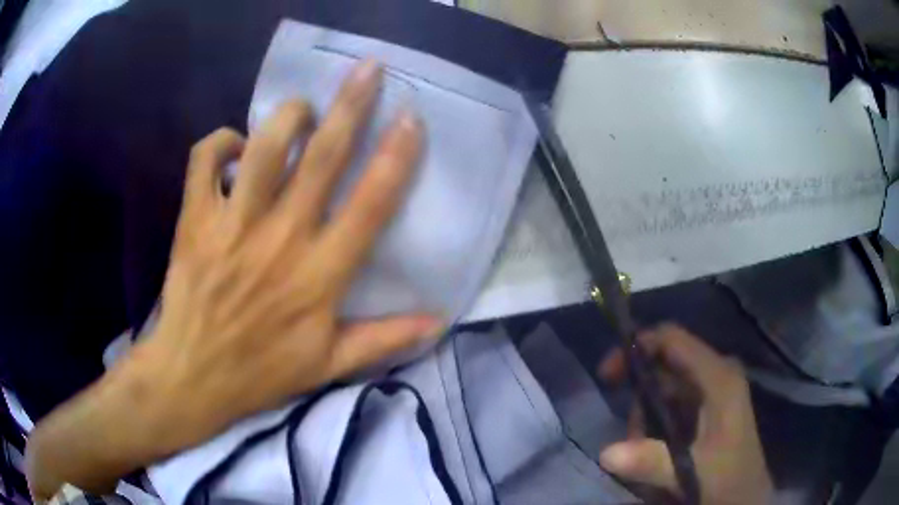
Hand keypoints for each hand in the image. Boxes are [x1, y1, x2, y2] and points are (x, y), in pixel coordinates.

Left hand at [26, 59, 441, 498]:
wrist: (193, 376)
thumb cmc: (261, 372)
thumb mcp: (329, 366)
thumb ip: (385, 340)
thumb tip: (440, 320)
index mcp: (318, 277)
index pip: (369, 206)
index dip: (395, 157)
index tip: (411, 119)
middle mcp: (279, 240)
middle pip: (320, 159)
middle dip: (349, 106)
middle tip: (369, 69)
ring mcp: (231, 226)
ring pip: (261, 147)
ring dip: (286, 116)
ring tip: (302, 108)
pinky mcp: (194, 221)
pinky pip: (204, 160)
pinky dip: (218, 142)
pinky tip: (232, 147)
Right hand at [598, 325, 772, 504]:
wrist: (746, 497)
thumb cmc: (727, 479)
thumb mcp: (690, 472)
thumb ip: (651, 461)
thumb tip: (605, 453)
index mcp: (718, 377)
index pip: (673, 340)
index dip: (637, 347)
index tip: (608, 375)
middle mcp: (716, 374)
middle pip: (666, 364)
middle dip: (639, 395)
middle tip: (628, 432)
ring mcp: (713, 391)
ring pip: (666, 386)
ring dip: (646, 415)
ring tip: (640, 450)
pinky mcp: (708, 408)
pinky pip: (672, 403)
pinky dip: (655, 423)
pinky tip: (653, 450)